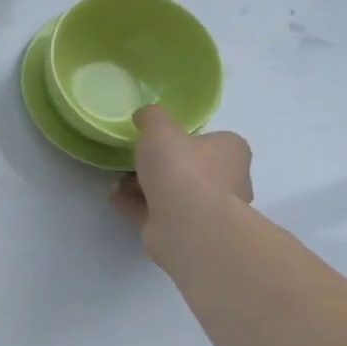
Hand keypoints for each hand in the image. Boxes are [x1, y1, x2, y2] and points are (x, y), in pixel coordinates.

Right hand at [110, 106, 253, 264]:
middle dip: (158, 166)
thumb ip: (152, 117)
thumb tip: (145, 115)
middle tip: (131, 161)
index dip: (182, 140)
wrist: (188, 224)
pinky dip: (135, 204)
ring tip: (115, 181)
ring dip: (142, 186)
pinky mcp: (187, 230)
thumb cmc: (181, 169)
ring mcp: (208, 209)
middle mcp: (228, 180)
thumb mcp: (160, 130)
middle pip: (189, 168)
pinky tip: (115, 197)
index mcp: (231, 152)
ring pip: (171, 192)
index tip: (155, 141)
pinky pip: (157, 212)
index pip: (210, 141)